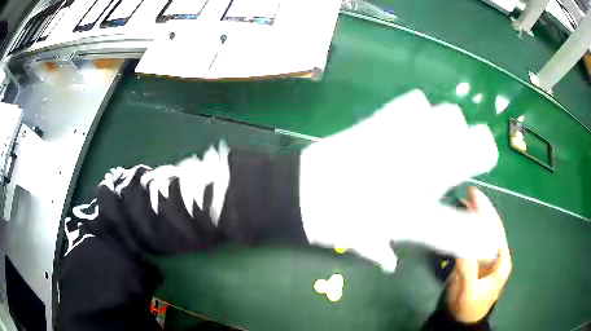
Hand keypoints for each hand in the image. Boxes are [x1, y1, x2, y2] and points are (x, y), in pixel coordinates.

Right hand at [447, 187, 511, 322]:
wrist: (462, 320)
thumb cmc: (469, 307)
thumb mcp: (468, 291)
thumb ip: (467, 268)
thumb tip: (462, 241)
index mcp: (501, 260)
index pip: (495, 229)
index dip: (486, 211)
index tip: (474, 195)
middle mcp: (497, 254)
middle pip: (491, 227)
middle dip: (482, 209)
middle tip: (469, 192)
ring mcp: (487, 257)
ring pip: (483, 232)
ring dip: (475, 217)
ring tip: (464, 201)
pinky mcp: (477, 261)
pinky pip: (474, 240)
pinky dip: (468, 229)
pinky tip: (462, 221)